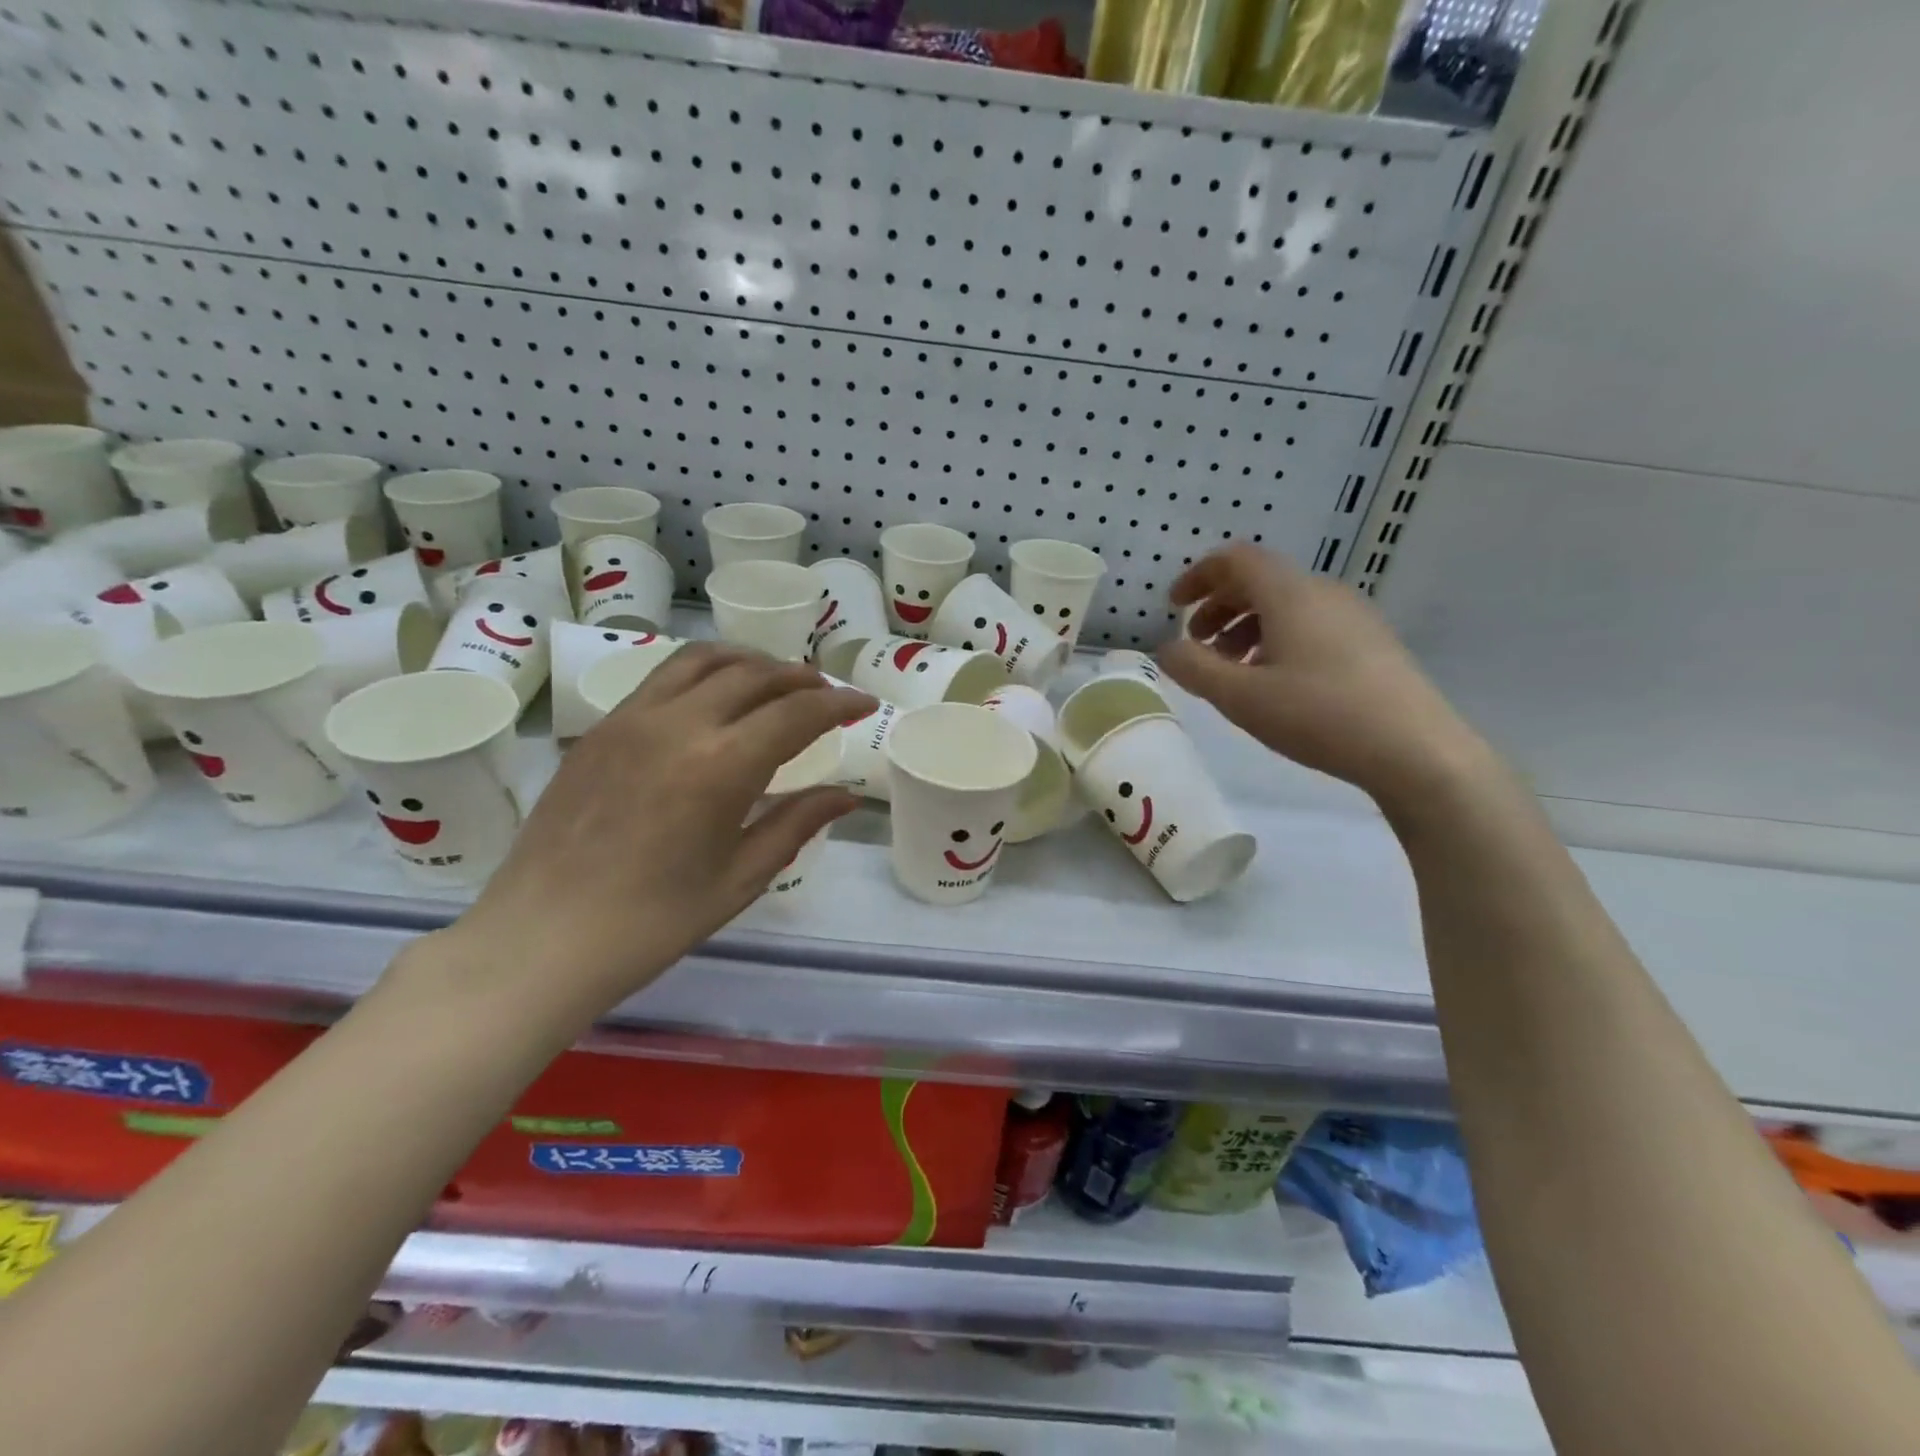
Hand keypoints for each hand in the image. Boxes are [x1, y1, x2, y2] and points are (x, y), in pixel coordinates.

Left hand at [445, 643, 871, 1026]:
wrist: (542, 938)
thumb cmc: (653, 922)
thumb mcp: (740, 877)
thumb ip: (797, 823)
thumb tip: (846, 795)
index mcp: (721, 766)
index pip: (797, 713)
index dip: (839, 704)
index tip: (865, 704)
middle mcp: (679, 724)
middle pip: (755, 675)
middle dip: (801, 678)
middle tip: (825, 696)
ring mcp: (633, 718)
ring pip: (705, 659)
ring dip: (752, 662)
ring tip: (775, 681)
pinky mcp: (602, 727)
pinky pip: (664, 676)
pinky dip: (705, 671)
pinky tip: (715, 697)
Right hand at [1156, 545, 1490, 812]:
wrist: (1416, 750)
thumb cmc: (1318, 715)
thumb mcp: (1239, 697)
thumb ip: (1194, 668)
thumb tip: (1168, 649)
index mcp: (1289, 593)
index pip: (1236, 559)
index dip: (1198, 576)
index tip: (1173, 607)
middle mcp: (1322, 592)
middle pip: (1260, 580)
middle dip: (1219, 606)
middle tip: (1196, 645)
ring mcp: (1353, 616)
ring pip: (1285, 605)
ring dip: (1246, 627)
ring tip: (1231, 671)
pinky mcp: (1371, 643)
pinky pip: (1310, 624)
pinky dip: (1277, 640)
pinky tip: (1274, 683)